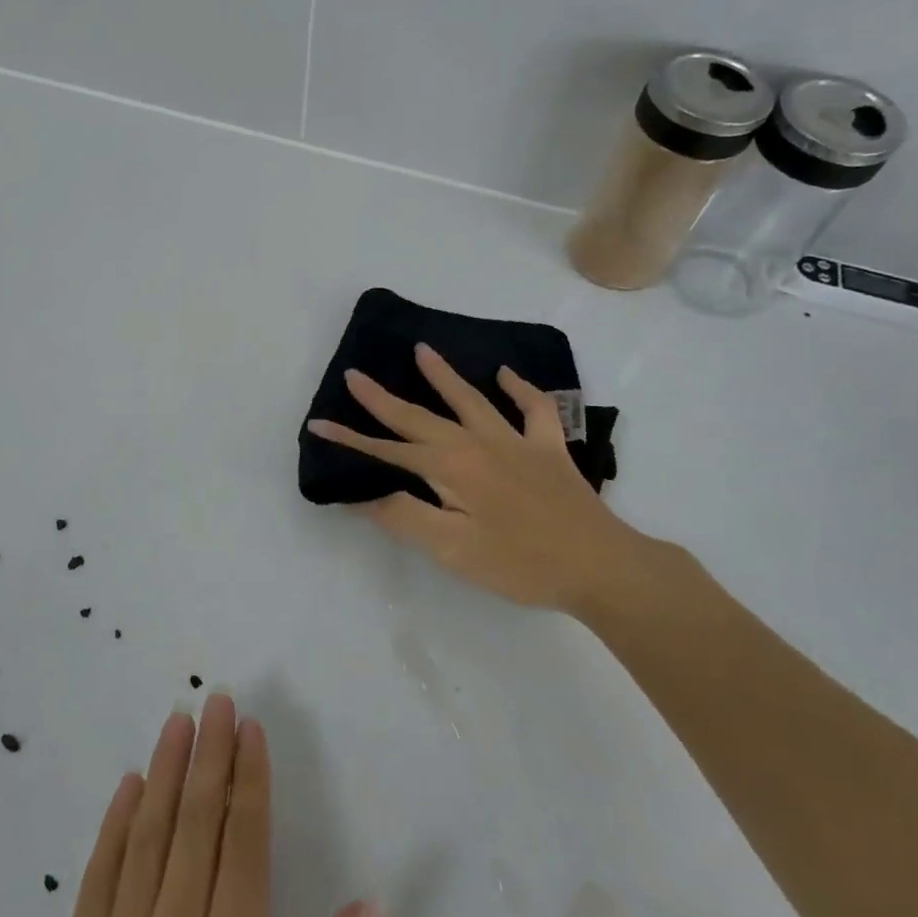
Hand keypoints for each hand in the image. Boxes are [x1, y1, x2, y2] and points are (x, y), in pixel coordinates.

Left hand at [40, 694, 381, 916]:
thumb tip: (369, 908)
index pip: (243, 845)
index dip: (248, 780)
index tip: (250, 729)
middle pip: (195, 826)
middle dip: (209, 756)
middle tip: (216, 698)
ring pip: (146, 839)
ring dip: (165, 774)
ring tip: (178, 721)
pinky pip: (95, 884)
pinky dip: (114, 828)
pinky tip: (128, 787)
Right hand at [308, 343, 671, 617]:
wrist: (600, 565)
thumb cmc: (520, 563)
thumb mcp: (452, 549)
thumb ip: (405, 516)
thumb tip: (362, 494)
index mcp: (450, 468)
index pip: (387, 450)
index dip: (351, 439)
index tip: (318, 424)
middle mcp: (477, 443)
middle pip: (420, 417)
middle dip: (382, 399)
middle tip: (355, 375)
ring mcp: (516, 441)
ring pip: (471, 400)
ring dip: (443, 376)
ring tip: (422, 351)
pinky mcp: (549, 449)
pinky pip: (534, 409)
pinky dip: (520, 389)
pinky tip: (506, 375)